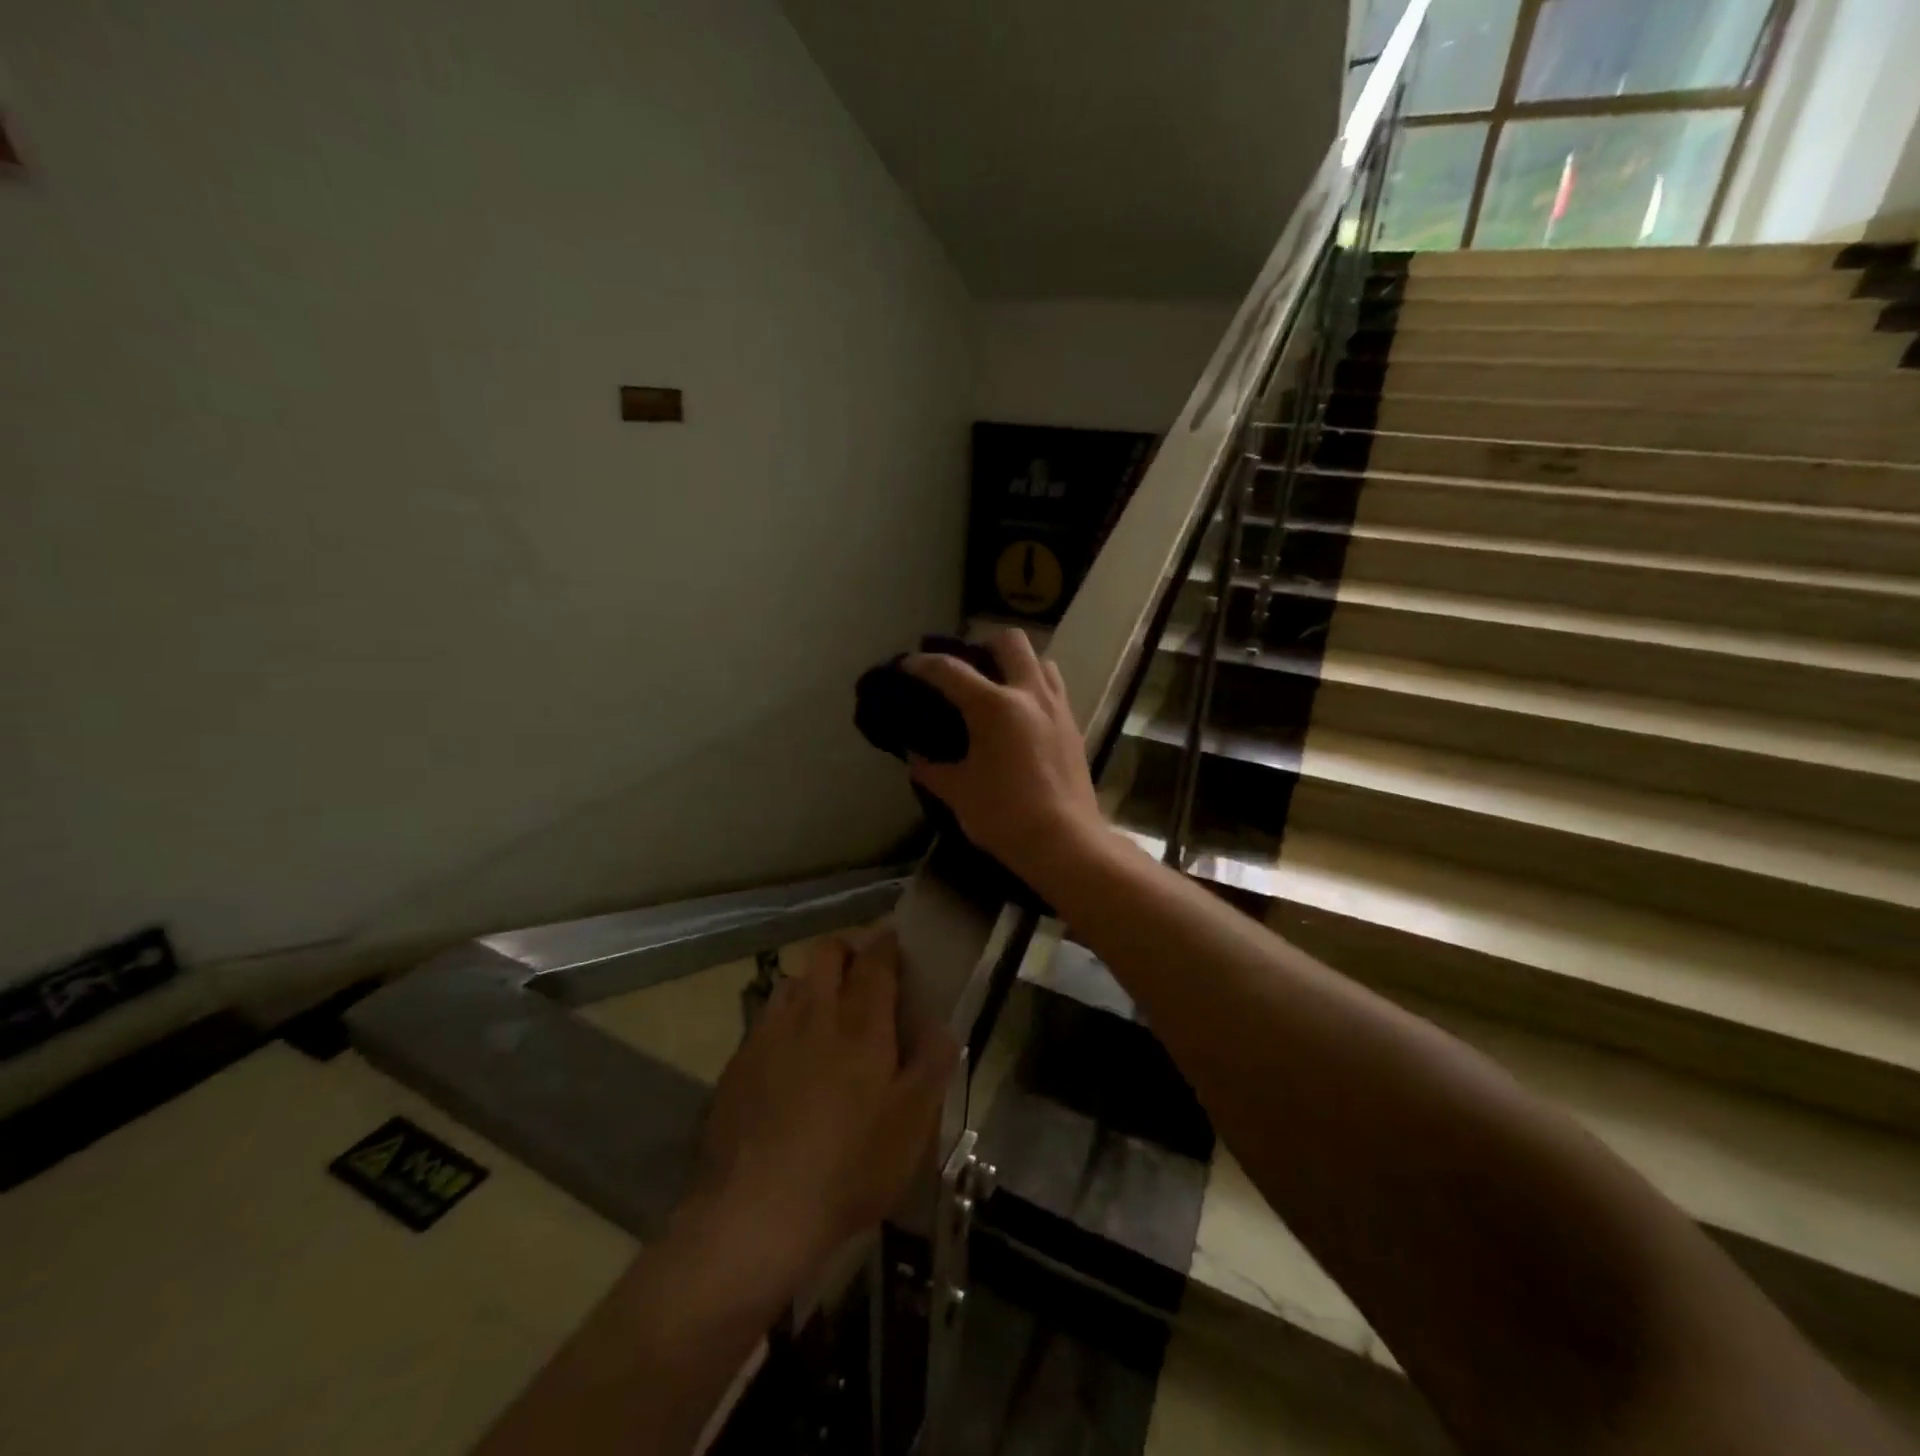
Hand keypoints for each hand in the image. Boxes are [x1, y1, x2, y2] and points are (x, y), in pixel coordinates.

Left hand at [684, 930, 954, 1281]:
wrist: (755, 1212)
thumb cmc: (849, 1166)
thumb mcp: (912, 1123)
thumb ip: (933, 1064)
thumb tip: (942, 1023)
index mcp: (860, 1021)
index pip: (875, 960)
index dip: (886, 945)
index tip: (893, 943)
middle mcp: (813, 1012)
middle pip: (827, 953)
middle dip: (847, 950)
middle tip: (862, 974)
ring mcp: (769, 1034)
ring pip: (792, 981)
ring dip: (812, 983)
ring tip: (824, 1013)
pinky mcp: (738, 1063)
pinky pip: (765, 1020)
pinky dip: (783, 1021)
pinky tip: (787, 1057)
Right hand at [903, 630, 1105, 884]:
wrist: (1065, 843)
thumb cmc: (1004, 816)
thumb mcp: (958, 793)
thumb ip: (932, 769)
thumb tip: (915, 756)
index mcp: (995, 707)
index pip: (950, 670)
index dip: (922, 664)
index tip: (906, 665)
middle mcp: (1029, 695)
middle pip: (1010, 641)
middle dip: (983, 645)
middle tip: (966, 669)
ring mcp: (1057, 708)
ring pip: (1040, 661)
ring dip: (1017, 664)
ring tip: (998, 688)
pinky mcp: (1073, 727)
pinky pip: (1054, 690)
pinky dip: (1034, 689)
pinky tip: (1021, 718)